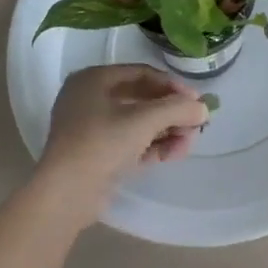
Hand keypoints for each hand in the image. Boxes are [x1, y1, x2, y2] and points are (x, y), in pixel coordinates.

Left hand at [34, 65, 211, 224]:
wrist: (65, 194)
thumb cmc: (101, 143)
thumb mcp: (143, 120)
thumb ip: (177, 109)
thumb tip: (203, 109)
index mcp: (93, 79)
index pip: (141, 73)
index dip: (171, 85)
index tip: (196, 100)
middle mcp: (89, 98)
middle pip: (140, 98)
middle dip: (170, 112)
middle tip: (196, 124)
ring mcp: (90, 128)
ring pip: (136, 122)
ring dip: (165, 130)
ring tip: (188, 143)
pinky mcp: (94, 154)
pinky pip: (128, 142)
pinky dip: (151, 146)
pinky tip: (174, 153)